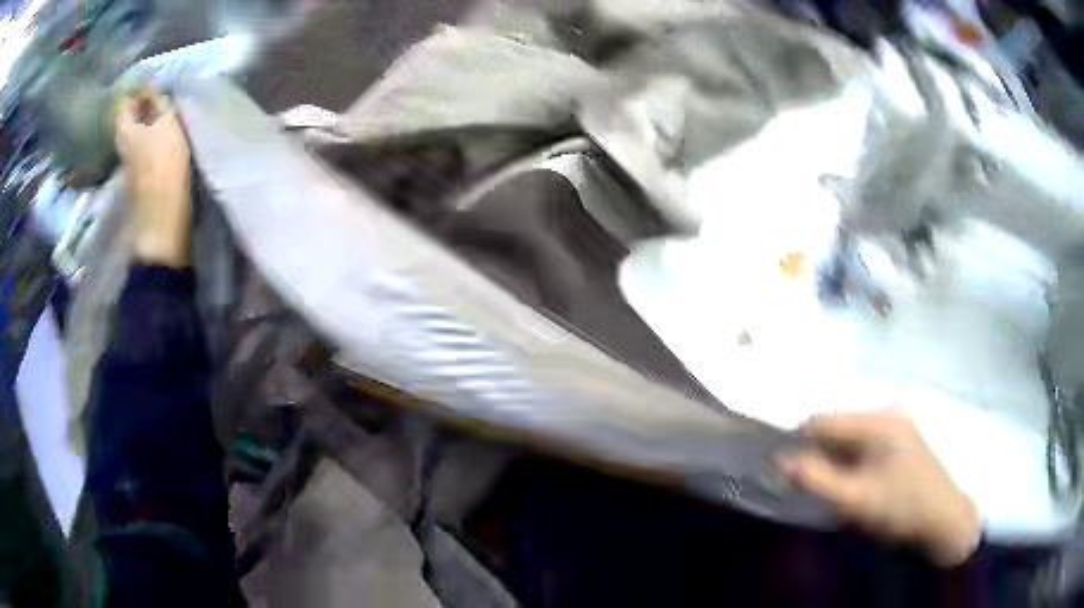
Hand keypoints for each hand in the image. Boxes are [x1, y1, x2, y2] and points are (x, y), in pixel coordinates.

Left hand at [115, 89, 192, 267]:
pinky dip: (150, 141)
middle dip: (142, 107)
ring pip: (136, 134)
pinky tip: (163, 140)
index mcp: (124, 130)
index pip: (125, 101)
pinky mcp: (138, 180)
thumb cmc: (164, 165)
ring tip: (165, 117)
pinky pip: (142, 149)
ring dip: (148, 124)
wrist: (162, 220)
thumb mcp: (166, 123)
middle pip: (130, 119)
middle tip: (161, 97)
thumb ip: (158, 102)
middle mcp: (121, 145)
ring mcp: (128, 164)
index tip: (153, 83)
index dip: (137, 89)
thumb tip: (150, 85)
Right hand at [778, 412, 980, 566]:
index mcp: (880, 422)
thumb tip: (780, 461)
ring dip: (832, 463)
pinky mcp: (900, 444)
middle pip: (838, 430)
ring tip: (824, 491)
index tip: (779, 468)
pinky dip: (849, 466)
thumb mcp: (858, 499)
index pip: (826, 421)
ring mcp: (896, 429)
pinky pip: (863, 450)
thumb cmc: (902, 508)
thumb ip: (818, 480)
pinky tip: (848, 487)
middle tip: (801, 487)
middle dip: (816, 455)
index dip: (799, 442)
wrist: (943, 521)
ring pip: (849, 441)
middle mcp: (888, 417)